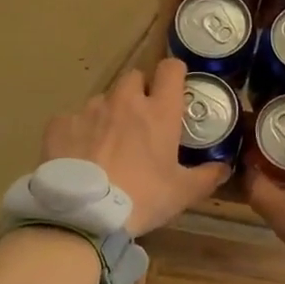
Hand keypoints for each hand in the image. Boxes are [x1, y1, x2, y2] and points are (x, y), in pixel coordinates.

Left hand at [41, 57, 230, 234]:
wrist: (84, 214)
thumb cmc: (142, 198)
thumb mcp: (181, 193)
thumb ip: (206, 177)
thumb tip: (223, 168)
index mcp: (159, 111)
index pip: (171, 69)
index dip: (174, 74)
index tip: (174, 89)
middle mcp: (125, 101)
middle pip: (134, 77)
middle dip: (138, 92)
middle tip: (140, 121)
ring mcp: (90, 109)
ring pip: (103, 99)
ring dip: (108, 113)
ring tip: (106, 144)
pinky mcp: (61, 123)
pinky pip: (72, 119)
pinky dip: (77, 132)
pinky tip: (78, 156)